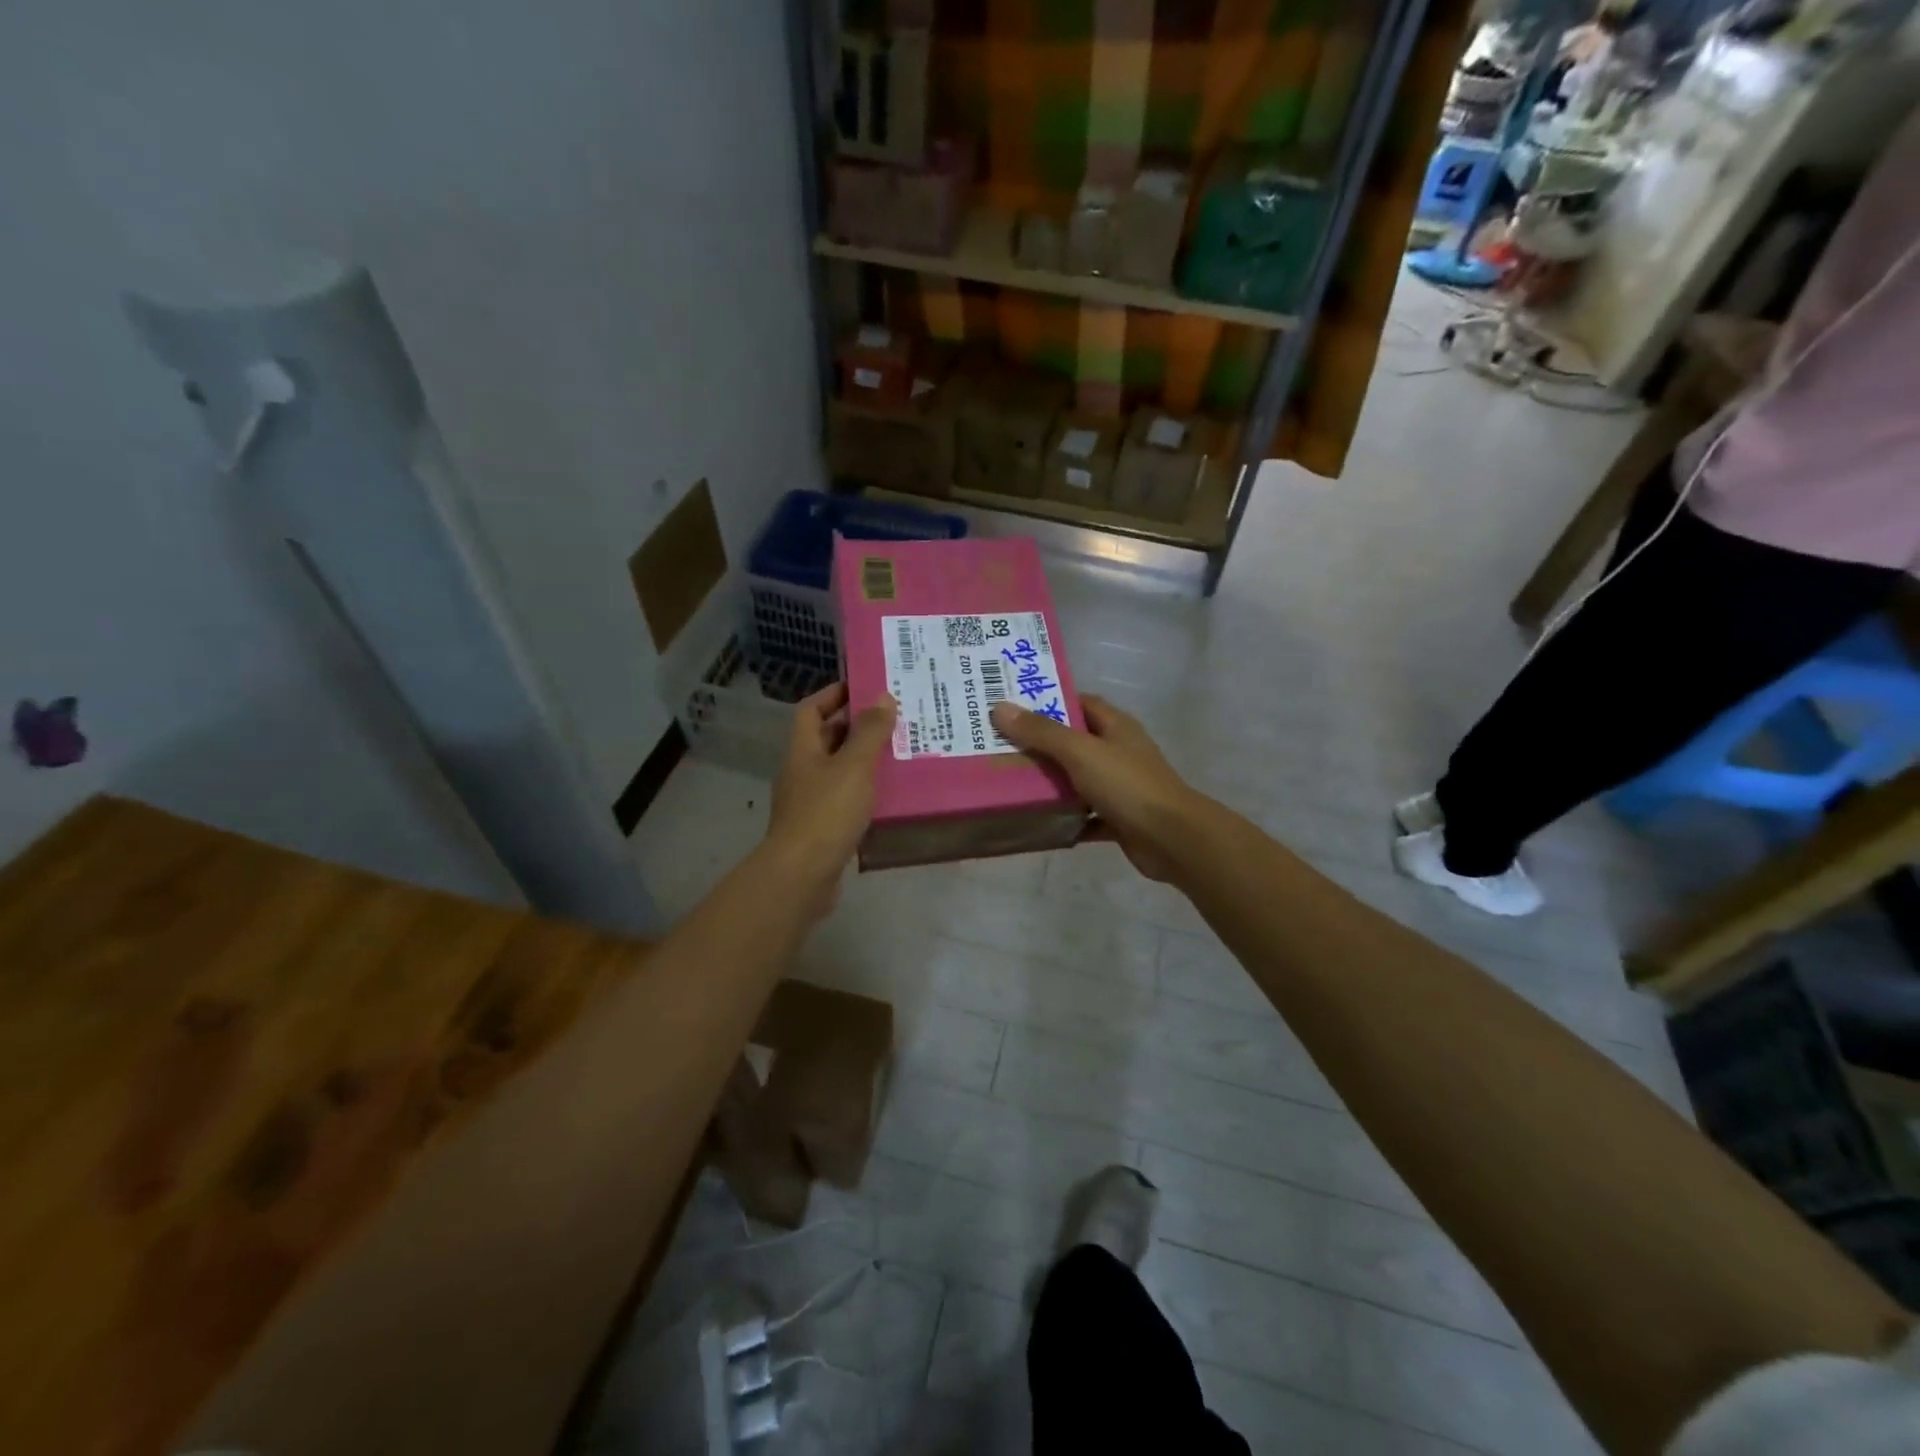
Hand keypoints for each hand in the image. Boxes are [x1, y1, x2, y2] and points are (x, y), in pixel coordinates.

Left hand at [765, 682, 896, 911]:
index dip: (833, 695)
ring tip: (901, 754)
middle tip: (895, 720)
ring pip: (839, 772)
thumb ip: (870, 732)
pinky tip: (891, 796)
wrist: (802, 875)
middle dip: (857, 728)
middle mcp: (802, 773)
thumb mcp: (854, 766)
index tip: (864, 687)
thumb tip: (883, 697)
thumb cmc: (826, 812)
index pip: (811, 710)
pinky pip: (845, 801)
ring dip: (865, 762)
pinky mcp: (822, 829)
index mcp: (803, 751)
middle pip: (826, 740)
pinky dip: (865, 794)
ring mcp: (810, 803)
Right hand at [990, 695, 1205, 882]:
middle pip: (1074, 742)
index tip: (1013, 706)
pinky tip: (1036, 822)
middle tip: (999, 745)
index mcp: (1116, 726)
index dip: (1048, 701)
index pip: (1079, 702)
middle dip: (1040, 744)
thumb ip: (1042, 732)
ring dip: (1050, 783)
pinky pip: (1084, 815)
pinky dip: (1065, 818)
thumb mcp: (1080, 752)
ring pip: (1078, 779)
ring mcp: (1120, 787)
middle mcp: (1119, 752)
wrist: (1172, 840)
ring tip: (1008, 782)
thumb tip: (1001, 708)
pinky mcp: (1119, 819)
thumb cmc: (1127, 785)